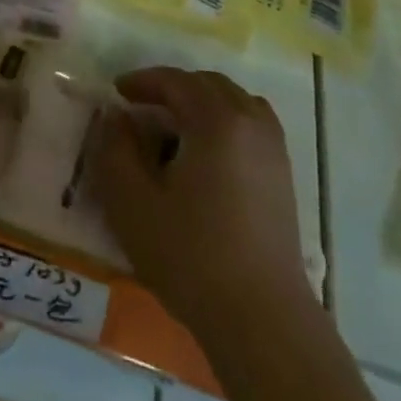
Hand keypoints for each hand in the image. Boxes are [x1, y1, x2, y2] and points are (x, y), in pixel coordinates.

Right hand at [89, 67, 306, 329]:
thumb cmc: (191, 255)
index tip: (117, 92)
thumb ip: (116, 148)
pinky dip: (225, 122)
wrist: (262, 320)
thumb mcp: (132, 201)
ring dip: (201, 103)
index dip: (143, 81)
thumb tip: (117, 116)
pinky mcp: (284, 176)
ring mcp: (273, 149)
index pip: (175, 81)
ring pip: (234, 102)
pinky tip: (206, 154)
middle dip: (172, 88)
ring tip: (174, 127)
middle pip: (208, 85)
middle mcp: (251, 122)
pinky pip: (251, 125)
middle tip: (142, 108)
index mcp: (216, 120)